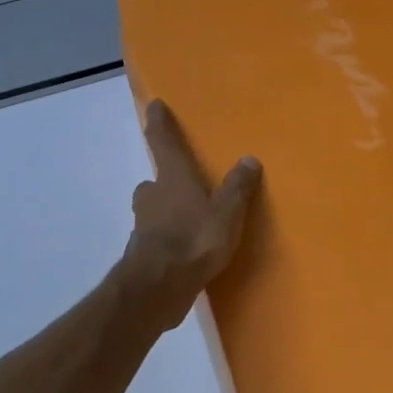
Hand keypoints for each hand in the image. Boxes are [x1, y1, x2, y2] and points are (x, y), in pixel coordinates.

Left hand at [119, 100, 261, 326]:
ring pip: (153, 210)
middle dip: (165, 181)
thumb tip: (249, 159)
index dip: (159, 123)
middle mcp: (153, 195)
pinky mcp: (142, 253)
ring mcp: (144, 225)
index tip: (154, 106)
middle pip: (155, 181)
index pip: (163, 142)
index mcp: (173, 178)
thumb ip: (237, 187)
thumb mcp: (227, 212)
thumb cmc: (194, 239)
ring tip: (189, 220)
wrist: (158, 286)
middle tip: (182, 184)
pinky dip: (167, 239)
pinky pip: (157, 237)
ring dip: (166, 211)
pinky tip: (184, 251)